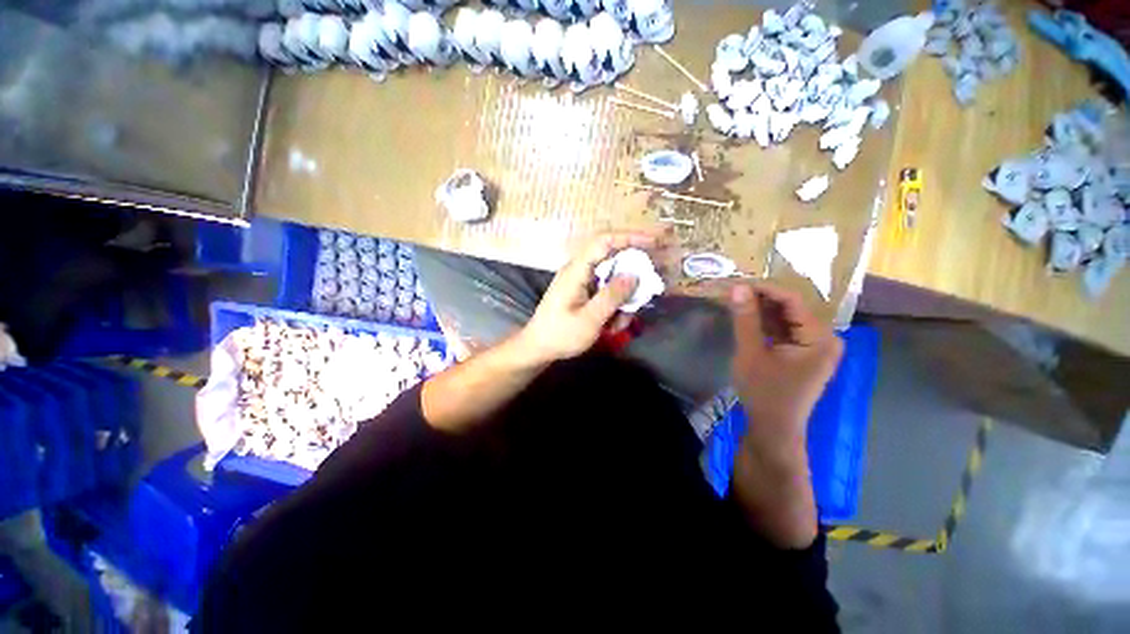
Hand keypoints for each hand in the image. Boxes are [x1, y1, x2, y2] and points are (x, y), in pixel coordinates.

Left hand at [516, 231, 663, 364]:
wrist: (538, 348)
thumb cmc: (560, 335)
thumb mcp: (589, 319)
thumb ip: (612, 296)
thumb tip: (634, 275)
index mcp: (577, 270)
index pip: (604, 241)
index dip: (630, 237)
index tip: (654, 242)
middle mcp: (580, 270)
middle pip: (613, 260)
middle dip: (631, 277)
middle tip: (644, 293)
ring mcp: (582, 282)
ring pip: (613, 280)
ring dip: (622, 300)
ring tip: (617, 324)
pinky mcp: (584, 293)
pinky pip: (606, 292)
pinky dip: (614, 307)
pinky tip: (610, 327)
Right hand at [727, 282, 842, 442]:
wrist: (774, 428)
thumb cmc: (764, 392)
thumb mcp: (751, 353)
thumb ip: (746, 319)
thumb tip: (738, 287)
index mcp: (820, 338)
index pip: (793, 301)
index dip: (765, 289)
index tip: (738, 283)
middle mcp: (825, 338)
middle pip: (792, 309)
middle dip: (762, 300)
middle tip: (734, 292)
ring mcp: (816, 347)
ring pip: (787, 319)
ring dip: (763, 311)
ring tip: (737, 302)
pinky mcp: (805, 354)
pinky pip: (786, 331)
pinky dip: (767, 324)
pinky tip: (748, 318)